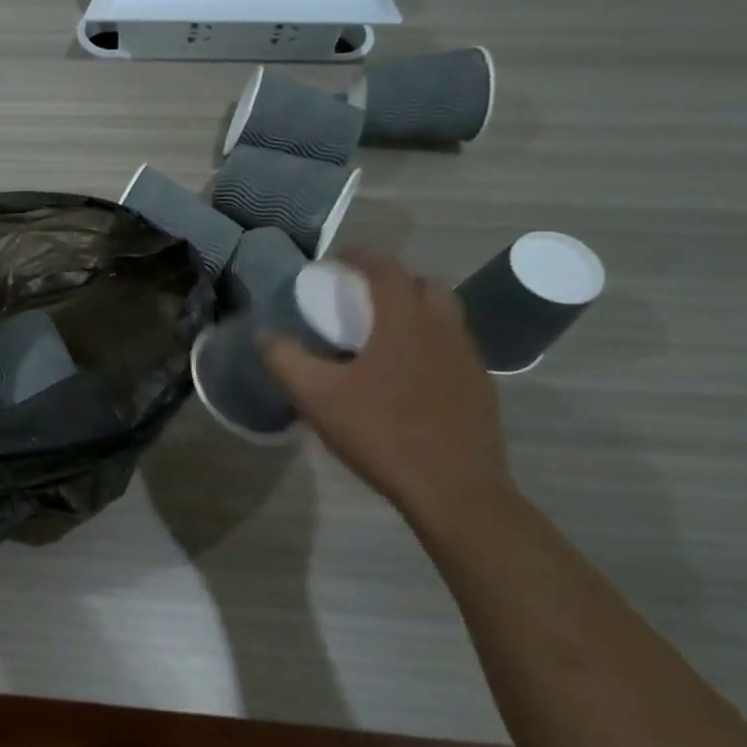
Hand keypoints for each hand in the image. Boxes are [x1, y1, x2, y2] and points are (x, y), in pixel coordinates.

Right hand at [262, 250, 513, 525]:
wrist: (454, 490)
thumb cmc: (381, 433)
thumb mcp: (316, 397)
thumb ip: (284, 359)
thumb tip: (266, 336)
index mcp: (405, 321)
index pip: (386, 268)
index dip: (361, 256)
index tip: (337, 259)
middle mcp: (444, 329)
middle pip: (423, 285)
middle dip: (392, 282)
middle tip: (361, 299)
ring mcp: (468, 359)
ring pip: (444, 316)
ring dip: (414, 313)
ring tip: (380, 338)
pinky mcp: (479, 388)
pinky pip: (452, 348)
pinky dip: (428, 344)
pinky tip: (404, 377)